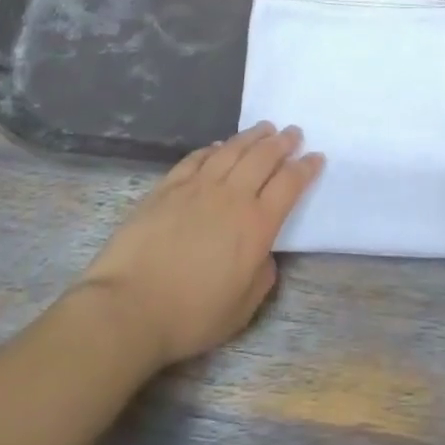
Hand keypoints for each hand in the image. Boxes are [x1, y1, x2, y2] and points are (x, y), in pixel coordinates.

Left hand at [77, 123, 322, 371]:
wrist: (128, 308)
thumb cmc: (190, 316)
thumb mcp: (242, 309)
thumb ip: (262, 275)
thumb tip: (263, 253)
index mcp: (256, 225)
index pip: (290, 184)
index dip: (306, 168)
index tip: (316, 157)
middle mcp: (232, 197)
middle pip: (263, 158)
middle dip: (283, 143)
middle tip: (293, 133)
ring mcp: (197, 187)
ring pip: (232, 150)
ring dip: (252, 137)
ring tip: (264, 129)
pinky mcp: (167, 188)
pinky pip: (197, 158)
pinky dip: (213, 148)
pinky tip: (219, 145)